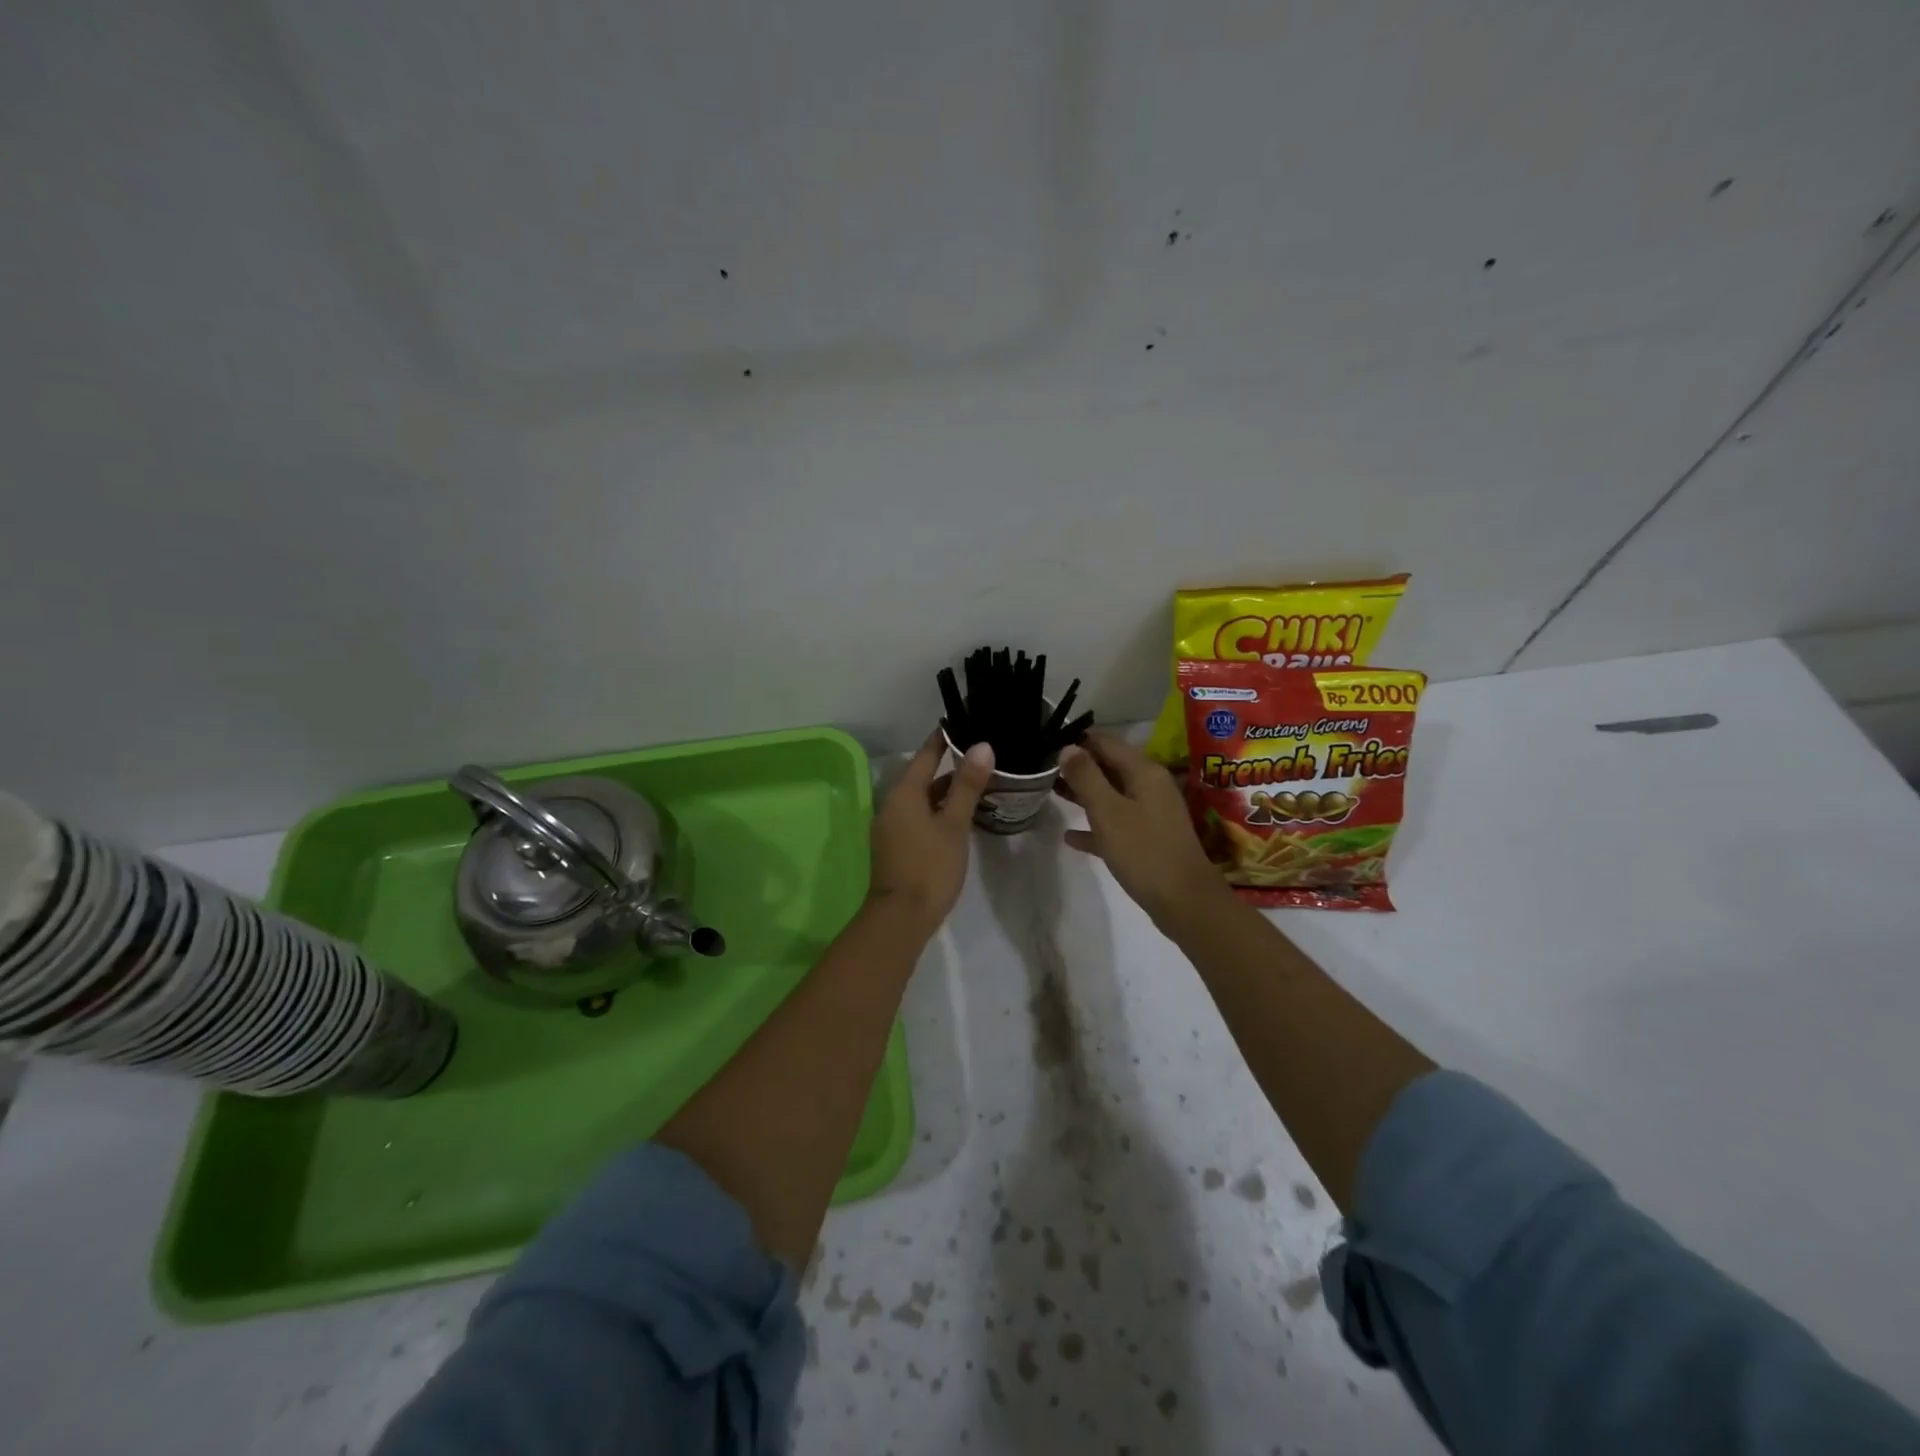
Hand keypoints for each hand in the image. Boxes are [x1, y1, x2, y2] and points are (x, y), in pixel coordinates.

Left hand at [868, 729, 995, 933]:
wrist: (901, 918)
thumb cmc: (930, 867)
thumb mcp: (954, 824)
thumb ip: (967, 785)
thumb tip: (982, 746)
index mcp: (904, 793)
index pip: (926, 755)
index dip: (944, 739)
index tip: (964, 724)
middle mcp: (893, 804)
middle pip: (923, 777)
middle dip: (951, 767)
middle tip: (983, 757)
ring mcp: (892, 827)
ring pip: (922, 799)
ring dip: (947, 792)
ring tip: (979, 785)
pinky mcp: (896, 846)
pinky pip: (919, 817)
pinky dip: (939, 811)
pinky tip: (960, 817)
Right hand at [1055, 729, 1228, 928]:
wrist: (1185, 902)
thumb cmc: (1144, 851)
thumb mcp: (1108, 811)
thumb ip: (1086, 777)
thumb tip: (1068, 747)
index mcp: (1143, 771)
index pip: (1105, 742)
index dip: (1076, 740)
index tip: (1046, 744)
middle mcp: (1150, 786)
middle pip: (1108, 766)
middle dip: (1077, 766)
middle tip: (1042, 769)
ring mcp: (1151, 813)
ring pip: (1110, 795)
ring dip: (1082, 794)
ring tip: (1049, 792)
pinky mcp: (1148, 840)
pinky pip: (1116, 824)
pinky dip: (1094, 825)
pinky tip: (1070, 836)